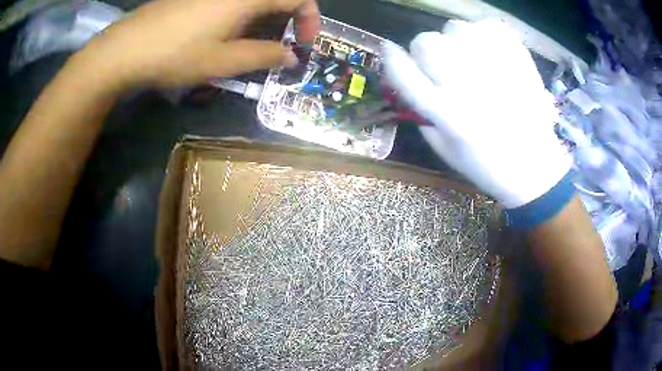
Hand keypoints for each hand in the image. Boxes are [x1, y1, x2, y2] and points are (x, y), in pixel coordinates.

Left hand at [79, 0, 319, 87]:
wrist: (126, 48)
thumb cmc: (176, 54)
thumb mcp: (223, 61)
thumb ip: (264, 56)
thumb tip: (291, 57)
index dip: (309, 19)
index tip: (304, 44)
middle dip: (291, 16)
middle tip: (283, 43)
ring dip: (267, 16)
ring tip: (257, 42)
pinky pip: (234, 0)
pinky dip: (245, 13)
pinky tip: (230, 31)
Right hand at [383, 20, 571, 212]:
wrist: (535, 167)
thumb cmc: (487, 166)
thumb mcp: (446, 151)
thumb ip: (424, 115)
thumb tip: (409, 82)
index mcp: (448, 115)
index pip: (406, 75)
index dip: (392, 59)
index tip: (389, 49)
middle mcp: (468, 88)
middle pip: (427, 43)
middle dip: (426, 50)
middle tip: (443, 64)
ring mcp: (496, 70)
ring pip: (455, 28)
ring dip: (456, 40)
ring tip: (471, 58)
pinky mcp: (518, 60)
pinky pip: (489, 26)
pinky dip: (485, 35)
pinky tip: (492, 53)